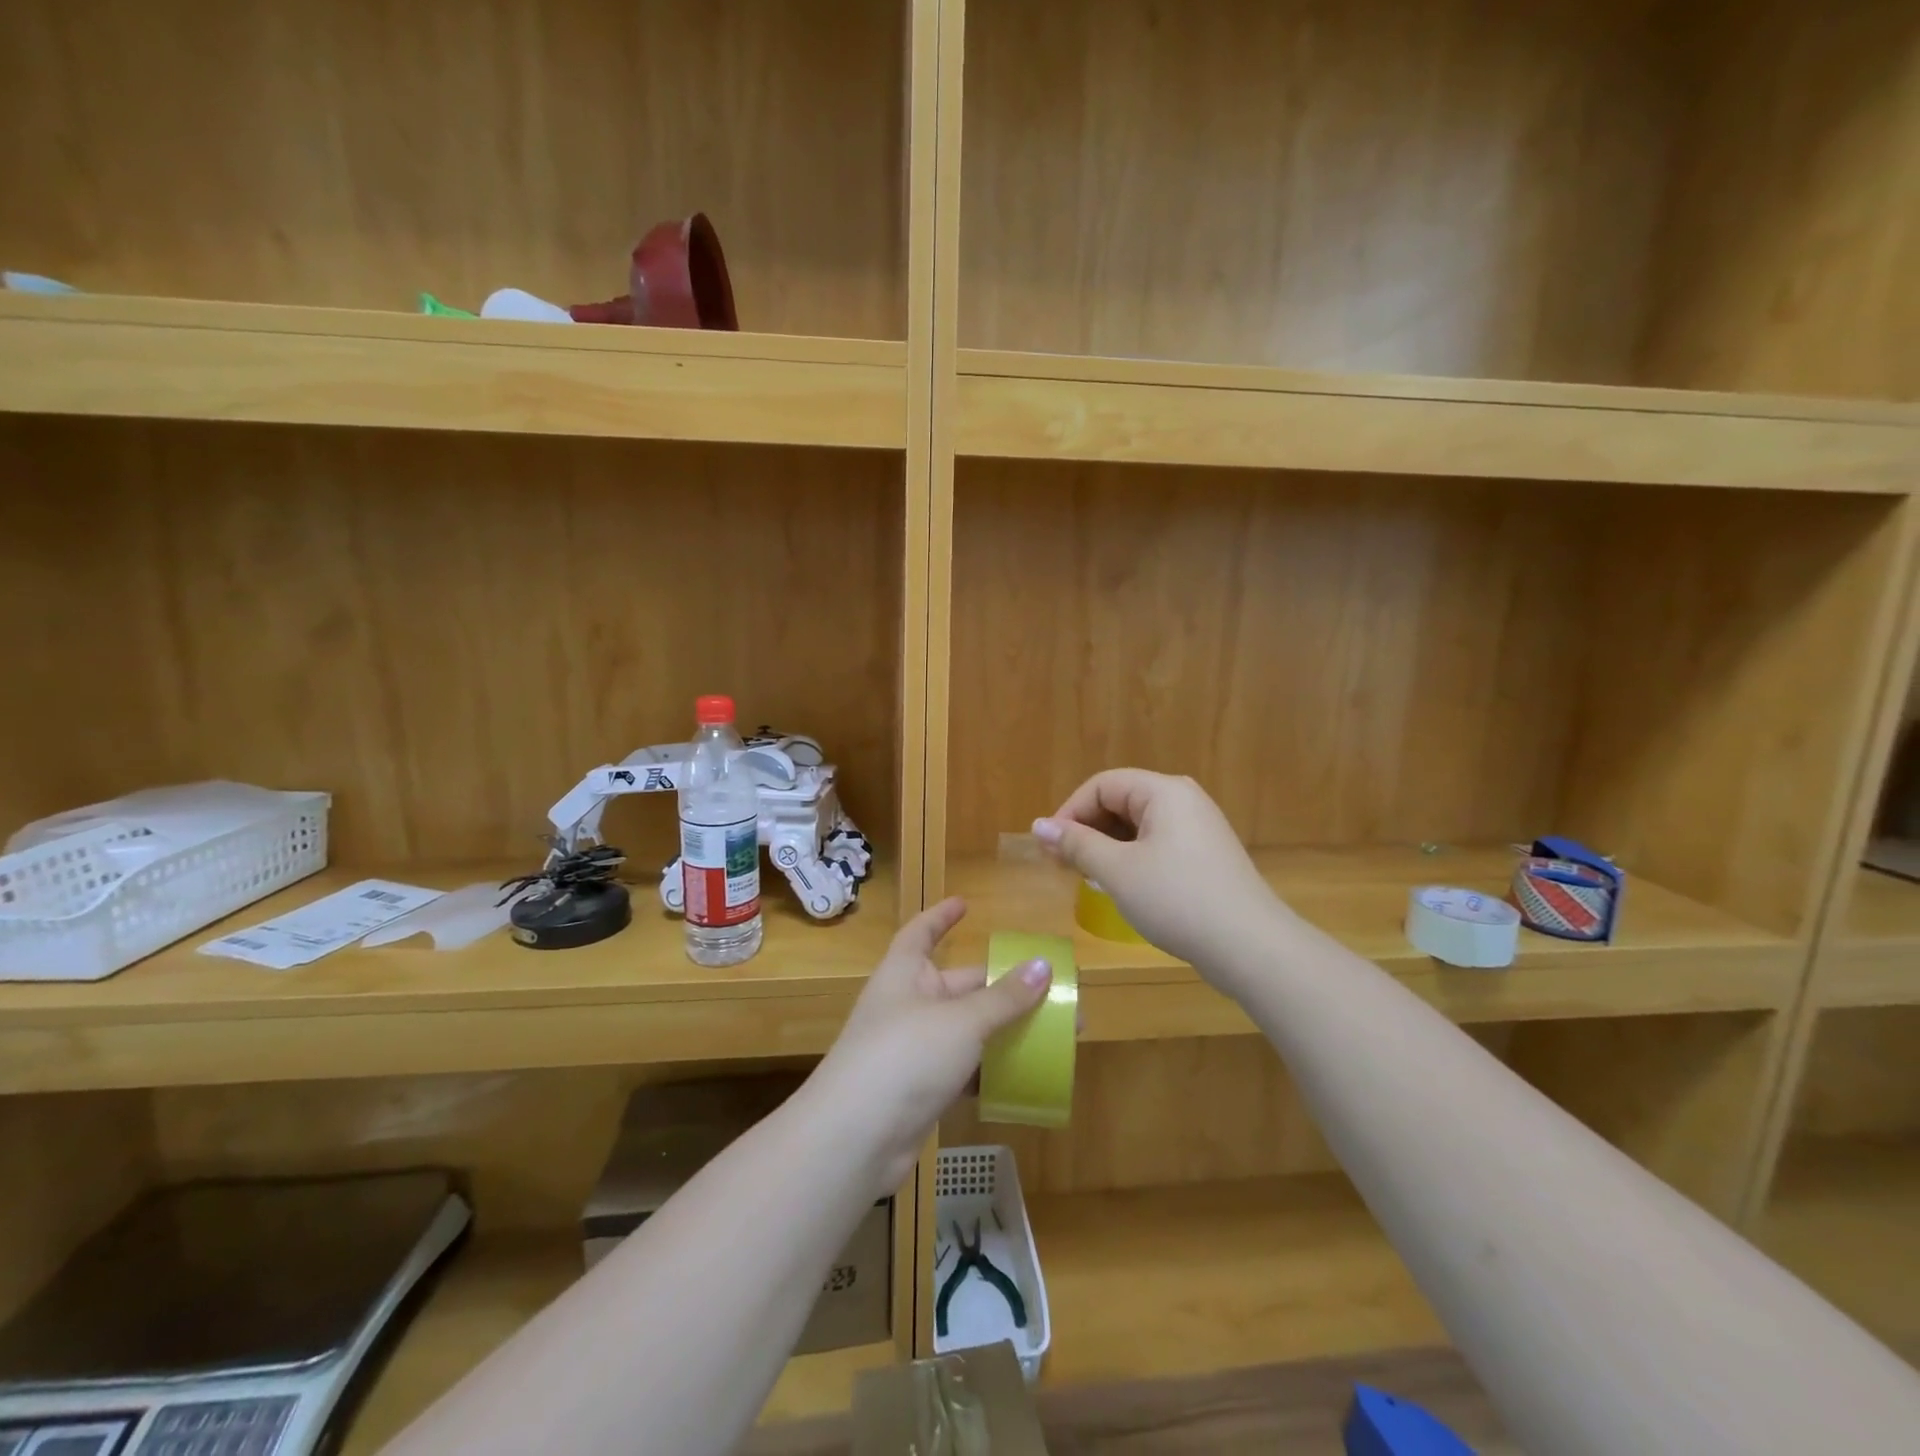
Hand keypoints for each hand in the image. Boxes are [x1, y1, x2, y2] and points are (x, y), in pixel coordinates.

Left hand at [810, 899, 1049, 1196]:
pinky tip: (1025, 1078)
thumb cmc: (905, 1056)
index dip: (941, 916)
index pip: (921, 932)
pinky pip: (963, 1070)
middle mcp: (908, 1004)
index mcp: (906, 973)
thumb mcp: (961, 1021)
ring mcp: (913, 1049)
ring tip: (1051, 1035)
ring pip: (967, 1030)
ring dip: (1004, 1031)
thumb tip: (1043, 966)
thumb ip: (1004, 998)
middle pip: (960, 985)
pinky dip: (990, 1071)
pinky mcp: (920, 1089)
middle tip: (1051, 991)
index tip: (965, 904)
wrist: (855, 1139)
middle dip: (1003, 988)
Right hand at [1034, 768, 1281, 976]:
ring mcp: (1198, 828)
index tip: (1049, 848)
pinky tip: (1120, 886)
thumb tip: (1038, 825)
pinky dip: (1131, 858)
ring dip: (1106, 846)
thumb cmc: (1177, 900)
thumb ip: (1076, 844)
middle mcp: (1183, 800)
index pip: (1102, 785)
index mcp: (1164, 791)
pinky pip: (1156, 844)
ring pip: (1137, 826)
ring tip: (1086, 877)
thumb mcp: (1117, 871)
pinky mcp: (1205, 856)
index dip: (1069, 812)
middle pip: (1120, 801)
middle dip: (1086, 829)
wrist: (1251, 948)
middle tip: (1061, 865)